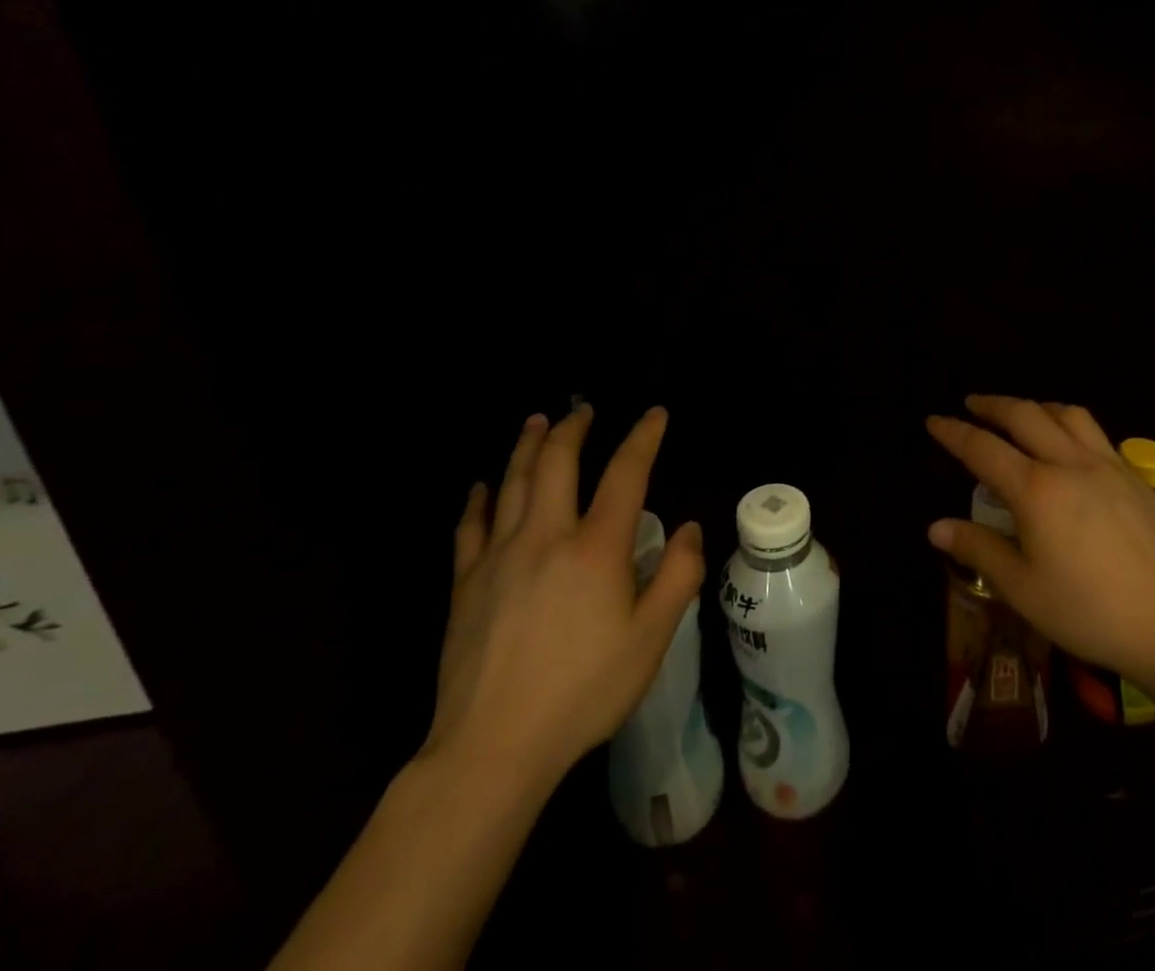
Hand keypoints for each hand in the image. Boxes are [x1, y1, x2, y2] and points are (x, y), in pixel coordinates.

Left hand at [419, 405, 704, 797]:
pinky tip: (480, 487)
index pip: (625, 473)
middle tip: (583, 407)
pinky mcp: (466, 583)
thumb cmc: (583, 692)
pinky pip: (470, 527)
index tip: (654, 414)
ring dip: (527, 446)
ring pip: (512, 482)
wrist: (493, 746)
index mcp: (596, 547)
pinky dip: (478, 500)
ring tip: (537, 421)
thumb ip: (678, 577)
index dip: (643, 437)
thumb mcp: (651, 639)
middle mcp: (546, 536)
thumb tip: (689, 528)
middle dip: (574, 428)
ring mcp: (499, 556)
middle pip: (558, 462)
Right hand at [926, 395, 1154, 692]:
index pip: (983, 448)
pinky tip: (1071, 448)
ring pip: (1067, 414)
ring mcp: (1109, 467)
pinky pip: (1097, 434)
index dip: (953, 432)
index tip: (933, 421)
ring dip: (1036, 406)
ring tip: (1022, 415)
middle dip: (993, 404)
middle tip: (972, 404)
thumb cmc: (1090, 613)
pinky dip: (1070, 425)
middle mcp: (1070, 464)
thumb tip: (936, 527)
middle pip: (1025, 415)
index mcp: (1037, 489)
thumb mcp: (1023, 589)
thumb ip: (979, 549)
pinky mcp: (1137, 479)